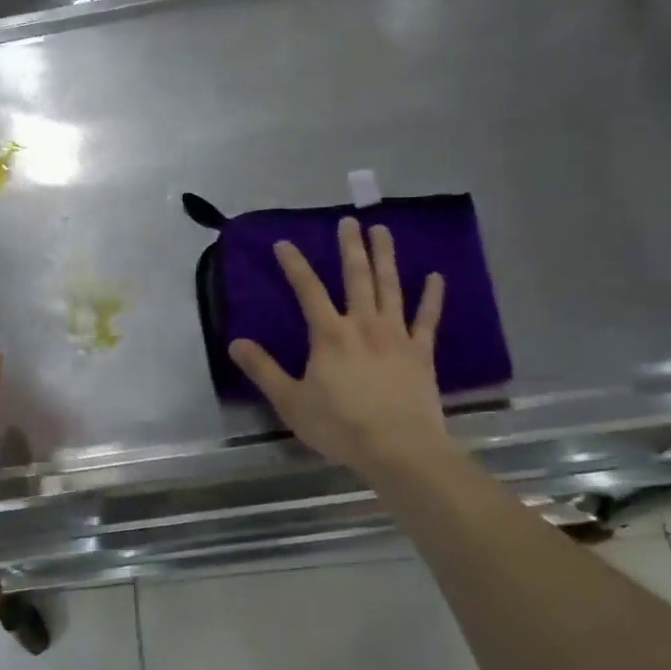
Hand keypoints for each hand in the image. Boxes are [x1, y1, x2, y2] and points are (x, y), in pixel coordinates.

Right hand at [229, 217, 452, 479]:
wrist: (399, 449)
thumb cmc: (340, 426)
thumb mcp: (290, 401)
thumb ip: (263, 370)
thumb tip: (235, 343)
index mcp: (329, 334)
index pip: (308, 290)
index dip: (294, 265)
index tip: (284, 242)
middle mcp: (363, 325)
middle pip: (356, 277)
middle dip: (351, 247)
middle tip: (350, 220)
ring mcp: (396, 336)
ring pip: (390, 287)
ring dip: (386, 257)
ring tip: (383, 230)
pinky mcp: (421, 353)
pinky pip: (427, 319)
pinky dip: (432, 297)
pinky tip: (435, 277)